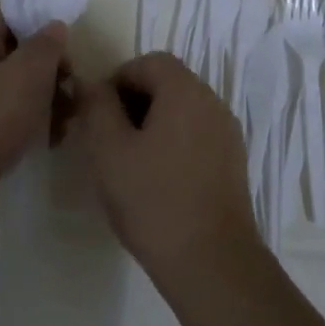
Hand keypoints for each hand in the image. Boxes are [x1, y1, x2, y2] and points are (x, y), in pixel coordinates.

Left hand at [0, 6, 68, 251]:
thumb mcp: (25, 75)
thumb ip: (46, 45)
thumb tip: (54, 26)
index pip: (10, 11)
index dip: (40, 18)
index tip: (69, 38)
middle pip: (18, 51)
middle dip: (51, 66)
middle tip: (73, 85)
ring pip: (17, 88)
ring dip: (47, 98)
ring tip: (69, 120)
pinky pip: (9, 119)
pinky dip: (32, 125)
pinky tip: (52, 142)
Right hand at [73, 53, 257, 289]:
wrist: (213, 263)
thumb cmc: (154, 201)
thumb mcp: (110, 152)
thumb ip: (97, 108)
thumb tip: (91, 83)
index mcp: (185, 90)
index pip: (148, 62)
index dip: (117, 80)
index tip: (96, 115)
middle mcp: (212, 101)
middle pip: (168, 83)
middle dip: (134, 102)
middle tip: (108, 139)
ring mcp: (226, 131)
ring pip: (182, 110)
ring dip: (153, 124)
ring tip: (129, 163)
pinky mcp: (233, 161)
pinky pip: (197, 135)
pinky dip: (174, 143)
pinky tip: (157, 181)